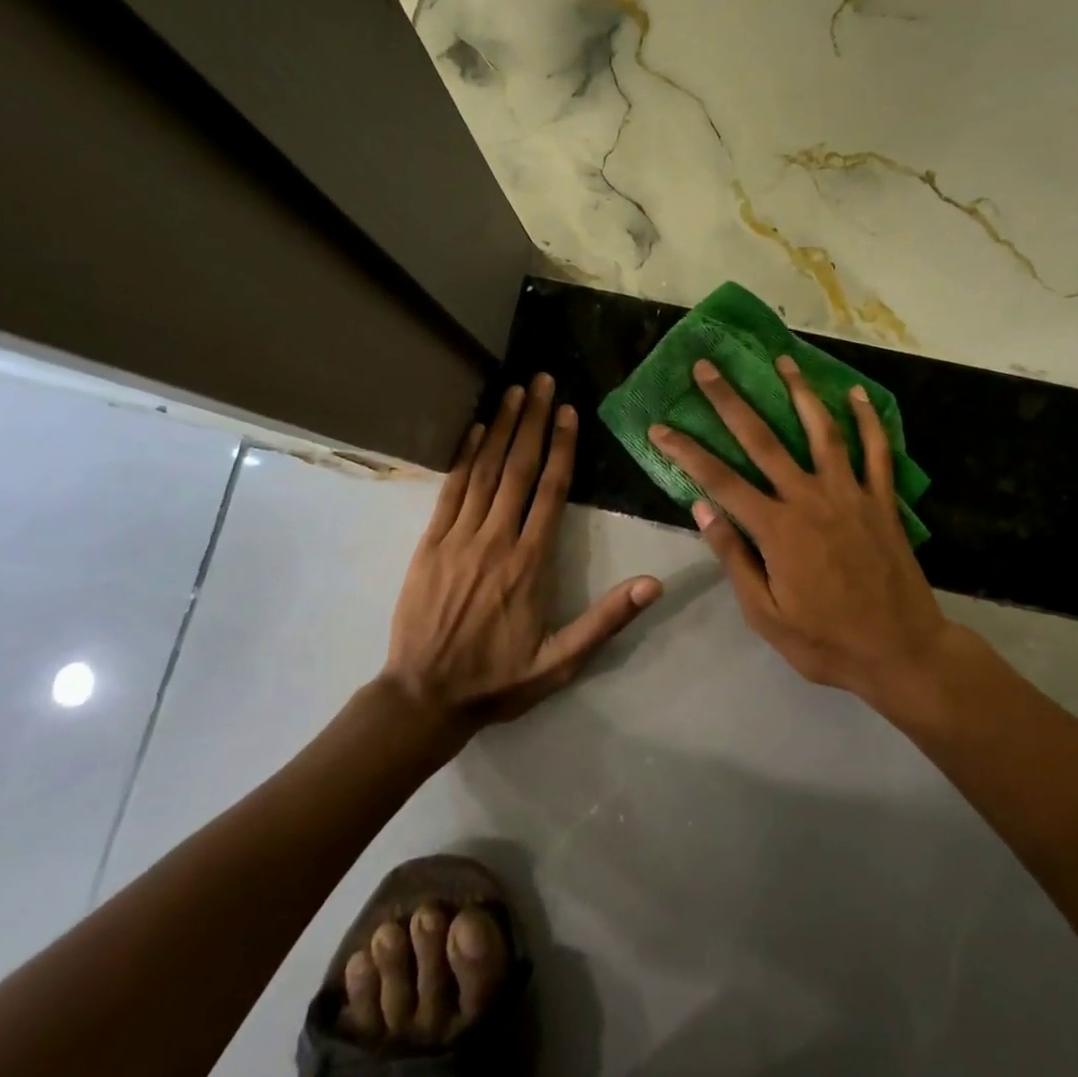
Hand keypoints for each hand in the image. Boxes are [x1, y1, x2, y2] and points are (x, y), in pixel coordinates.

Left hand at [383, 373, 662, 726]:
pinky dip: (462, 457)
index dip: (561, 447)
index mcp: (530, 563)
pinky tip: (472, 430)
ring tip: (514, 391)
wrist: (424, 697)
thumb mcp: (561, 661)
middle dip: (532, 420)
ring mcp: (458, 538)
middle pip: (518, 468)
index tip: (568, 411)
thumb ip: (607, 620)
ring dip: (500, 427)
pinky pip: (449, 491)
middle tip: (542, 379)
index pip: (551, 491)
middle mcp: (496, 539)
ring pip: (484, 471)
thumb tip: (653, 583)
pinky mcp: (429, 544)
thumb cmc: (499, 679)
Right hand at [649, 356, 952, 709]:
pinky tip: (857, 394)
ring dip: (800, 392)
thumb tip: (701, 507)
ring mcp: (850, 495)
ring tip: (783, 360)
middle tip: (708, 367)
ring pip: (822, 431)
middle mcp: (810, 499)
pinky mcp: (883, 500)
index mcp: (777, 529)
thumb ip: (734, 557)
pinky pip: (876, 451)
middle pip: (763, 440)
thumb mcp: (765, 613)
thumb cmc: (826, 641)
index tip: (659, 427)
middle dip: (730, 401)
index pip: (720, 480)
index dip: (686, 451)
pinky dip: (868, 420)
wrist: (901, 652)